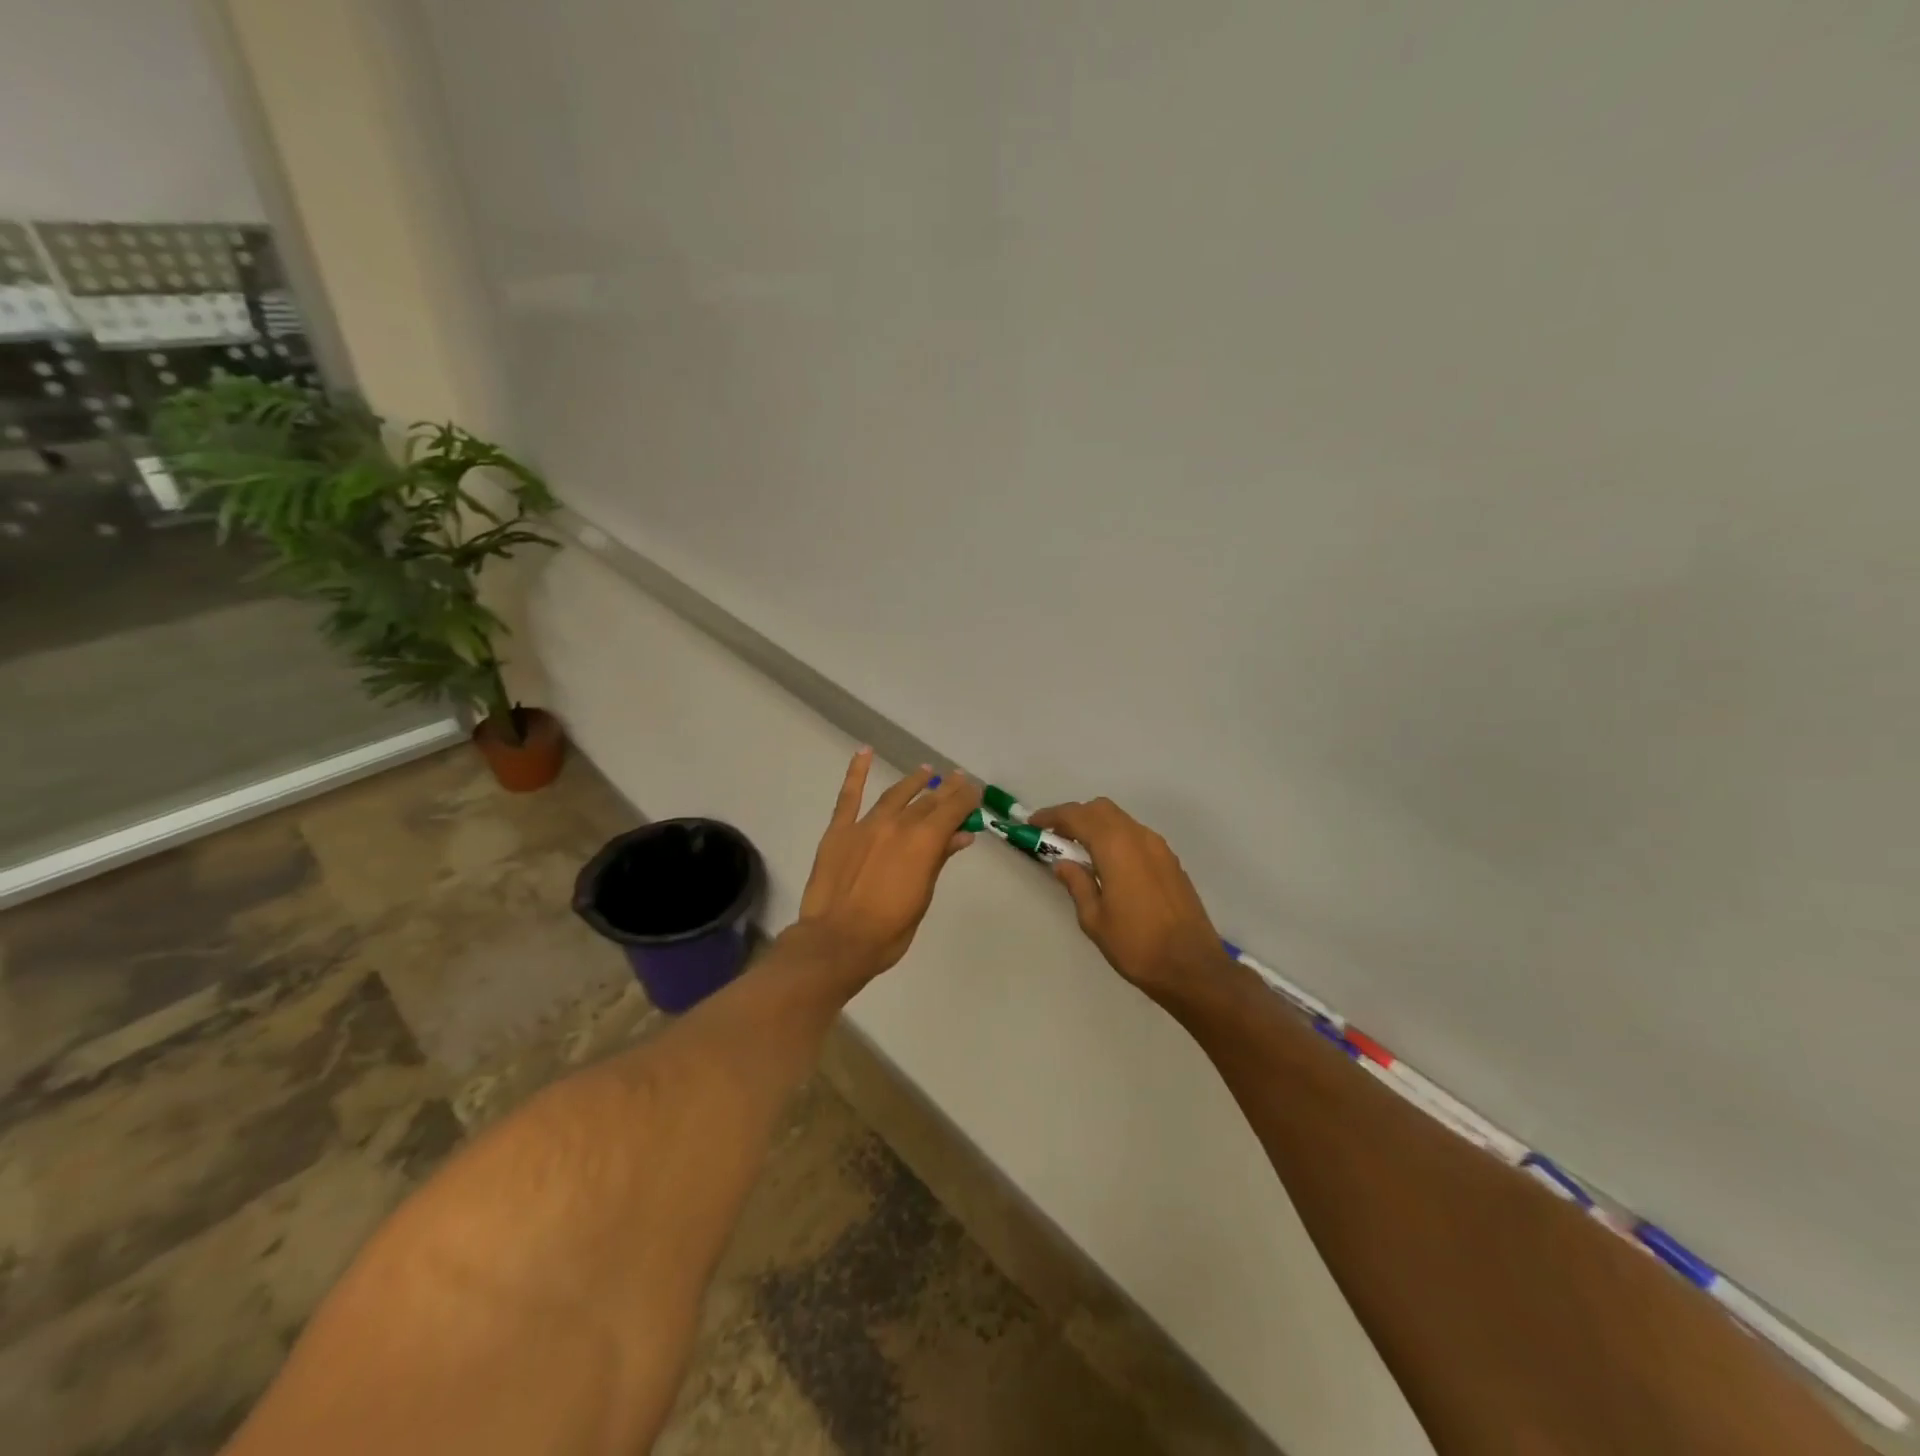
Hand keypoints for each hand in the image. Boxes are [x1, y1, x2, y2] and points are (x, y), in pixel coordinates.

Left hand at [794, 748, 981, 982]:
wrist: (837, 941)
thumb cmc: (889, 930)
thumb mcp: (923, 897)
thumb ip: (939, 860)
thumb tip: (961, 834)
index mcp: (924, 842)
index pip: (952, 810)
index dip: (966, 799)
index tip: (975, 791)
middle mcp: (898, 824)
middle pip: (928, 801)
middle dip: (946, 789)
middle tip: (958, 779)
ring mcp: (866, 824)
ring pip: (895, 794)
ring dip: (913, 782)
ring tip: (926, 771)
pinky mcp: (839, 830)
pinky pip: (849, 795)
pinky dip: (856, 772)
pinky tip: (864, 752)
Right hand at [1028, 798, 1228, 1002]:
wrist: (1192, 967)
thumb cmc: (1136, 945)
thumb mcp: (1094, 919)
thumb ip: (1077, 884)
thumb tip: (1063, 863)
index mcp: (1116, 847)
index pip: (1077, 816)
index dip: (1052, 816)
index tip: (1033, 824)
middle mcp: (1139, 837)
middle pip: (1101, 809)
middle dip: (1075, 816)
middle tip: (1055, 837)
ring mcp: (1159, 847)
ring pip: (1121, 820)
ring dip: (1097, 825)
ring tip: (1079, 851)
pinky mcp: (1171, 861)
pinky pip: (1136, 836)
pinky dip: (1116, 838)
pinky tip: (1108, 864)